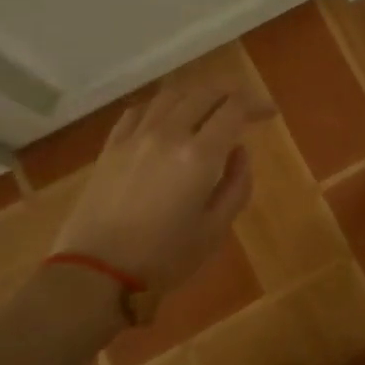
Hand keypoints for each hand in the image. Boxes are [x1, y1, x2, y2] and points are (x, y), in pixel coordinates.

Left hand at [51, 82, 274, 303]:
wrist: (96, 272)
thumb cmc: (164, 257)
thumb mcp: (215, 229)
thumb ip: (236, 185)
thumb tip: (239, 151)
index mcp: (199, 155)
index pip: (234, 108)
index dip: (256, 104)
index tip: (268, 114)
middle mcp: (168, 133)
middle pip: (204, 93)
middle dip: (230, 94)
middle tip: (243, 109)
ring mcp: (136, 136)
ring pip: (171, 95)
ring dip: (196, 95)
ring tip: (207, 110)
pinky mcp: (111, 146)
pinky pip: (140, 110)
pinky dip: (161, 106)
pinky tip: (166, 120)